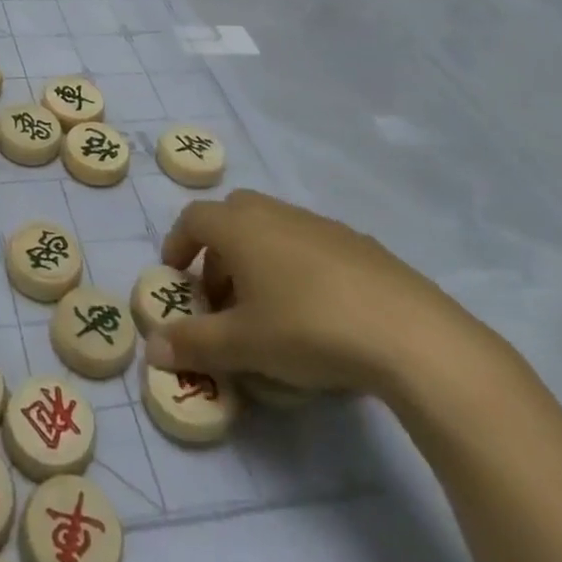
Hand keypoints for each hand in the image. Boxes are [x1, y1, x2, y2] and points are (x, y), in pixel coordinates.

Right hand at [145, 189, 476, 395]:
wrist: (410, 334)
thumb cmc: (308, 328)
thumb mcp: (243, 345)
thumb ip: (194, 344)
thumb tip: (151, 348)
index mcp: (240, 226)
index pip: (193, 219)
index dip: (177, 244)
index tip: (175, 277)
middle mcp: (274, 212)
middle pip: (232, 218)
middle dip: (218, 254)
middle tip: (221, 298)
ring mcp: (319, 224)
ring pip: (272, 230)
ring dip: (257, 261)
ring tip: (268, 311)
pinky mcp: (359, 244)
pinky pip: (309, 246)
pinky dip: (296, 268)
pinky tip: (317, 314)